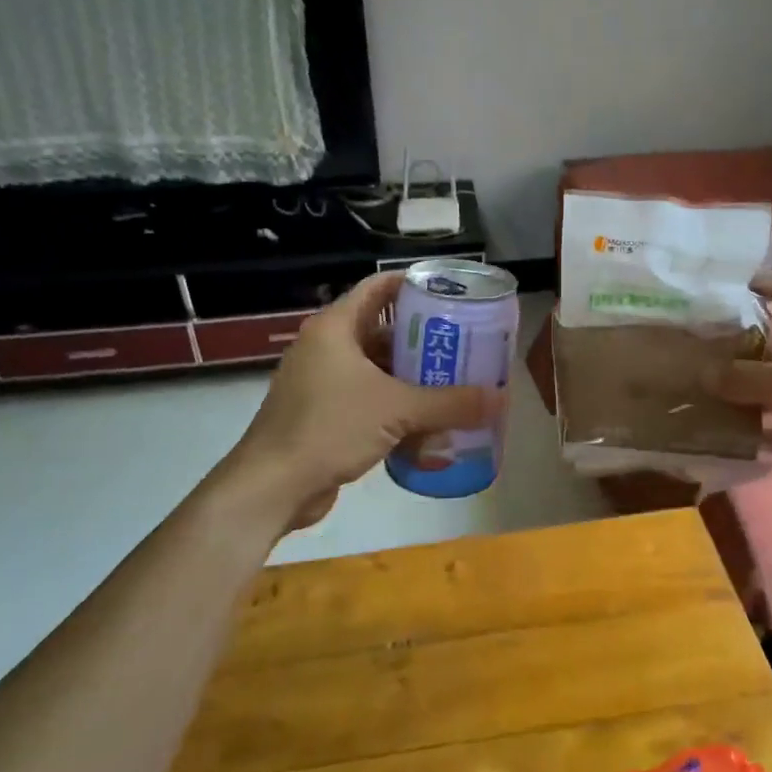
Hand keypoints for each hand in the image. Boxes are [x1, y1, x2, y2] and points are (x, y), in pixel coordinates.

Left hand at [211, 270, 501, 531]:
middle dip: (422, 338)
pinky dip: (394, 404)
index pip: (378, 288)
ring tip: (452, 381)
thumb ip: (451, 403)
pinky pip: (366, 398)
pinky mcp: (321, 414)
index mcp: (335, 328)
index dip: (413, 285)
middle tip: (462, 342)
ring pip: (375, 368)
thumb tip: (501, 399)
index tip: (450, 292)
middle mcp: (325, 347)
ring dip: (410, 376)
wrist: (271, 487)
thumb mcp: (397, 409)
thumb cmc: (329, 428)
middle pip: (382, 329)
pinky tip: (425, 422)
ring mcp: (320, 382)